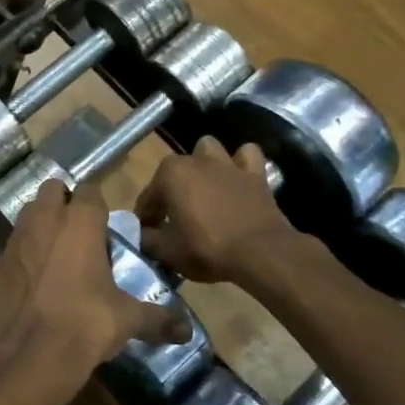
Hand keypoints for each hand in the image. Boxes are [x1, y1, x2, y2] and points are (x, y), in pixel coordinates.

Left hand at [0, 182, 187, 404]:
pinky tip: (34, 280)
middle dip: (64, 202)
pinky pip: (13, 246)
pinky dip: (24, 254)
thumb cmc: (87, 324)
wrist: (32, 356)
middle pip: (52, 189)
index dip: (97, 204)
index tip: (105, 226)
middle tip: (80, 233)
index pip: (90, 190)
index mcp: (80, 222)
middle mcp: (45, 219)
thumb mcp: (128, 320)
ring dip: (42, 223)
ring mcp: (16, 239)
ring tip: (57, 254)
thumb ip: (158, 318)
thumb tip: (186, 331)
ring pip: (29, 213)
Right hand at [134, 137, 296, 284]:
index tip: (148, 235)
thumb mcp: (168, 251)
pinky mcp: (255, 173)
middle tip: (174, 219)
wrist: (262, 253)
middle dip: (171, 191)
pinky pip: (246, 156)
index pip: (148, 198)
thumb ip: (148, 239)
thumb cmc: (208, 249)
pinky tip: (237, 179)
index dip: (146, 218)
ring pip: (208, 150)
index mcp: (170, 174)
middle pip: (174, 173)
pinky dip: (240, 163)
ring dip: (203, 165)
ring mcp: (227, 163)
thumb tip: (142, 235)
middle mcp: (196, 160)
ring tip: (204, 189)